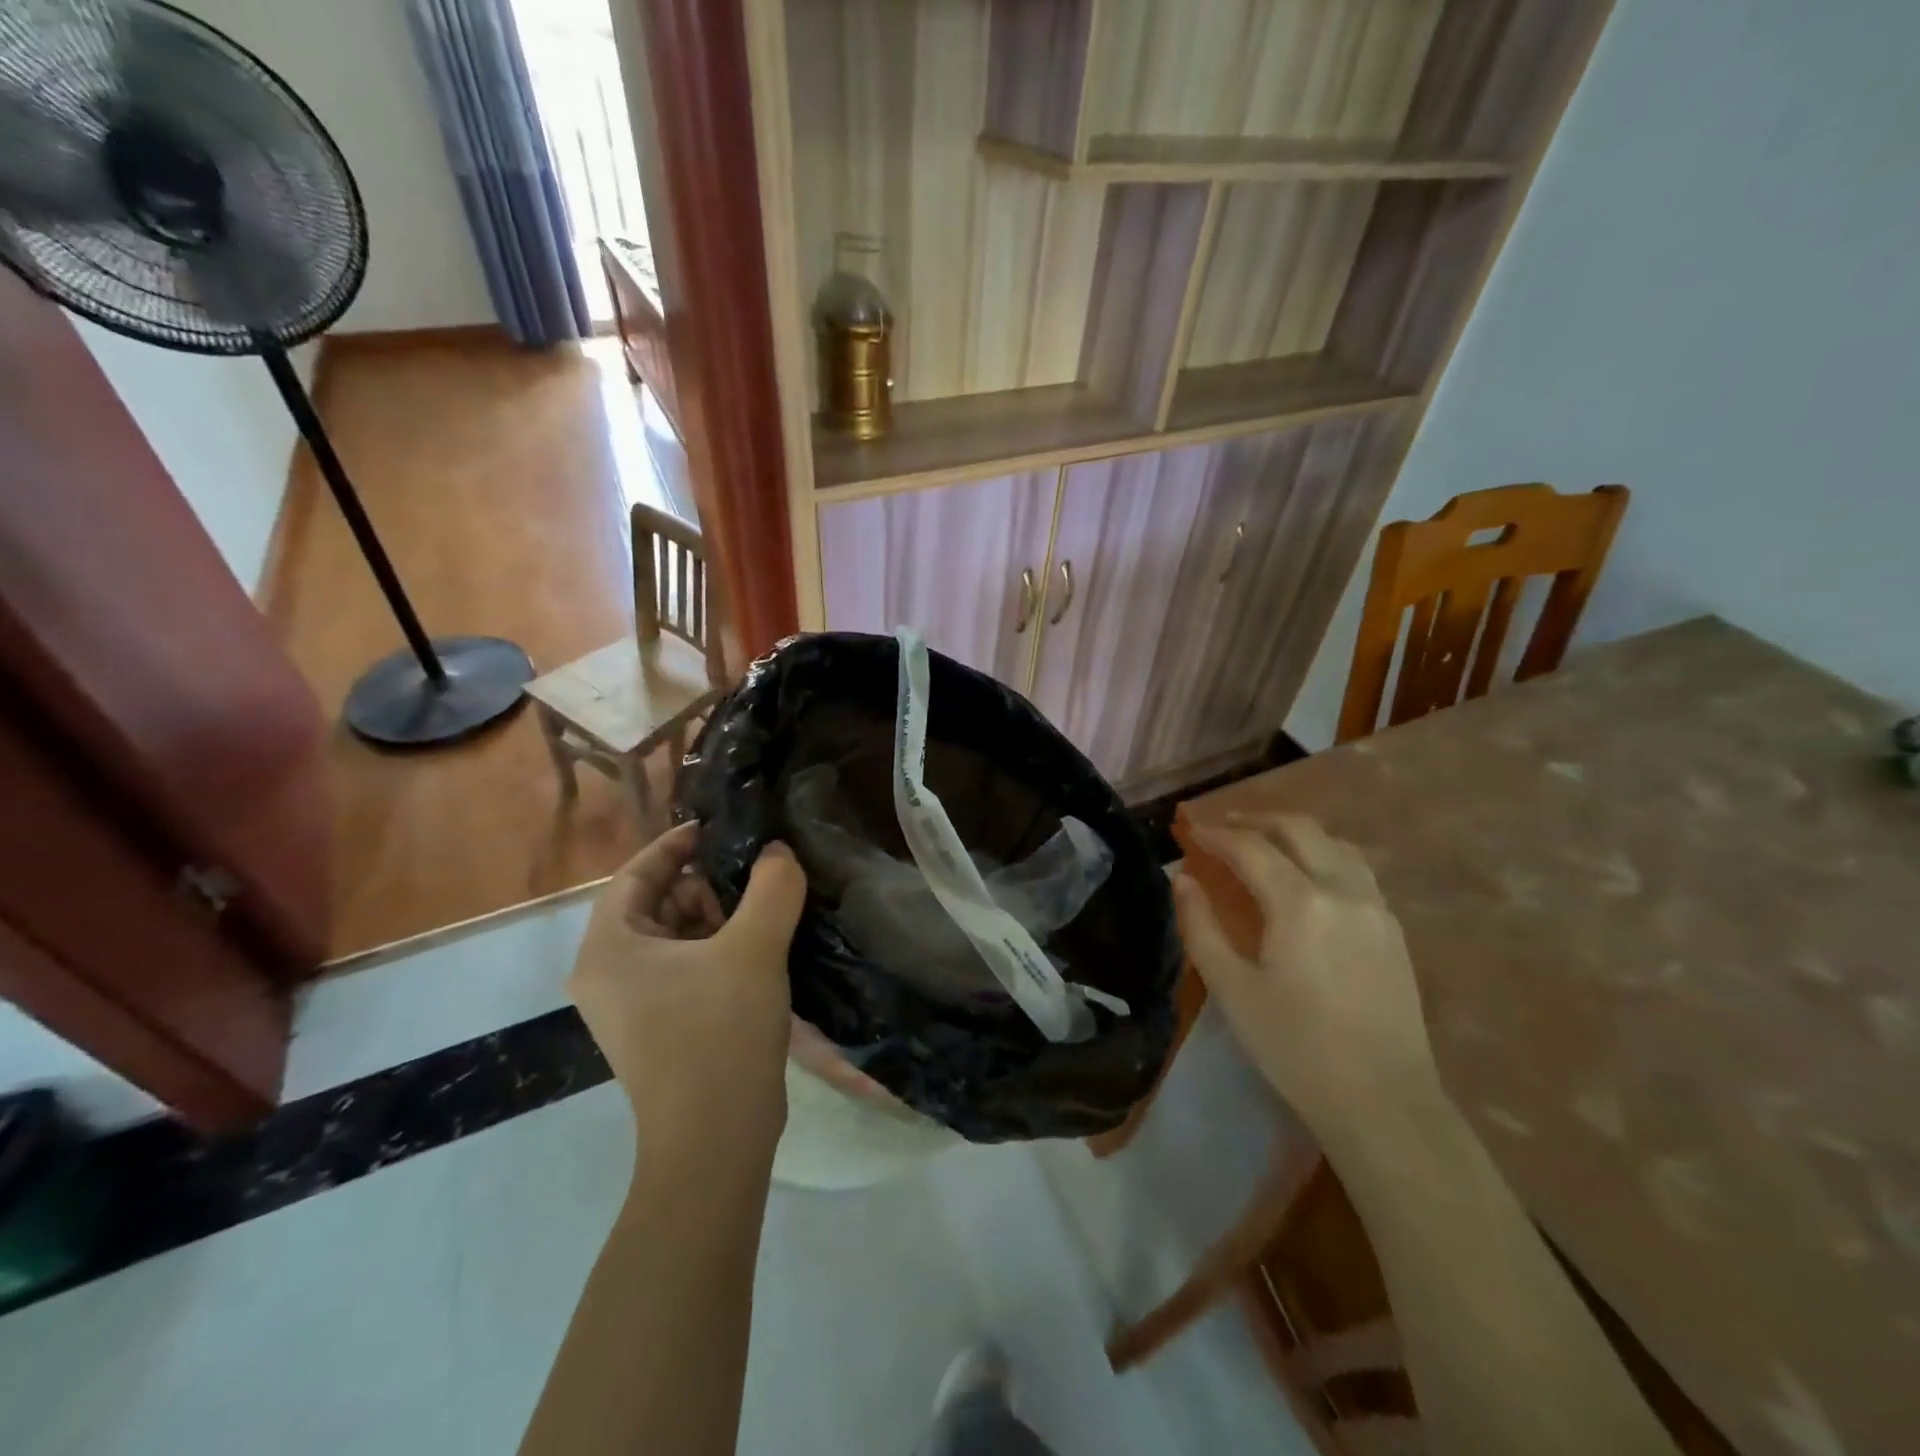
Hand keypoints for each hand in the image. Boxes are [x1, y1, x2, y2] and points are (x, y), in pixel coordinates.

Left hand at [568, 822, 806, 1154]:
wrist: (715, 1143)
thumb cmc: (719, 1034)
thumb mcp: (753, 948)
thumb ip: (771, 886)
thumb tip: (777, 852)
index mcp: (608, 949)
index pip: (636, 873)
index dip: (676, 844)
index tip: (720, 828)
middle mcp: (608, 974)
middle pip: (656, 903)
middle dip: (705, 885)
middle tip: (755, 877)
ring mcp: (632, 1006)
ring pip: (674, 936)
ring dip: (718, 918)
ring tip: (765, 912)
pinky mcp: (660, 1028)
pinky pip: (685, 968)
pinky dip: (718, 950)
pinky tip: (760, 950)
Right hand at [1175, 813, 1440, 1144]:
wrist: (1383, 1102)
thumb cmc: (1295, 1048)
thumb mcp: (1232, 989)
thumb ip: (1201, 926)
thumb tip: (1183, 880)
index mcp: (1301, 903)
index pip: (1251, 848)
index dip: (1216, 835)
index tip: (1190, 831)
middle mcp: (1344, 891)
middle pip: (1299, 830)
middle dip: (1256, 820)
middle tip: (1223, 826)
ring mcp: (1376, 908)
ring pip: (1335, 844)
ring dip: (1294, 833)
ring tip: (1264, 842)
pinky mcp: (1393, 930)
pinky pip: (1356, 869)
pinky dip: (1323, 855)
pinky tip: (1307, 877)